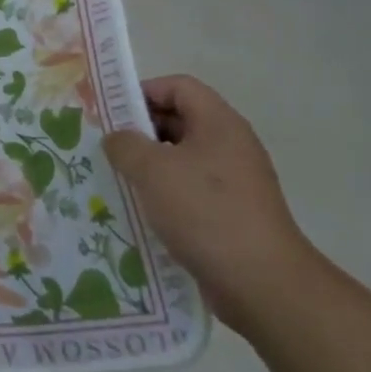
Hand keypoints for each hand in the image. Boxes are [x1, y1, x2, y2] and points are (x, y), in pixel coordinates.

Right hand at [104, 74, 317, 328]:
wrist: (263, 285)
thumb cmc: (206, 213)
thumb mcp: (153, 170)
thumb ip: (125, 144)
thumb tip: (117, 138)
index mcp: (219, 123)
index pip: (178, 86)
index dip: (143, 92)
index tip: (112, 113)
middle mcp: (231, 145)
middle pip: (180, 120)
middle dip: (141, 130)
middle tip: (107, 147)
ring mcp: (234, 181)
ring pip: (182, 158)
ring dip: (149, 165)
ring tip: (117, 179)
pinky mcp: (232, 213)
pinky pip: (190, 190)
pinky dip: (165, 194)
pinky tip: (141, 211)